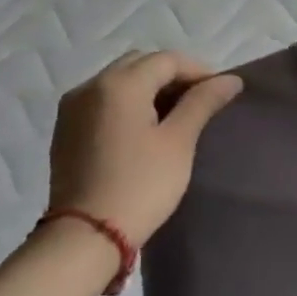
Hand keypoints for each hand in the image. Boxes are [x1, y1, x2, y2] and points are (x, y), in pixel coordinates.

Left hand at [48, 52, 243, 245]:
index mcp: (119, 85)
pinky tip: (146, 128)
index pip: (167, 60)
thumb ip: (203, 103)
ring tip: (176, 116)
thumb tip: (230, 79)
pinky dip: (129, 103)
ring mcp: (72, 109)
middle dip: (173, 76)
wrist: (86, 235)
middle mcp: (90, 87)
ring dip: (150, 88)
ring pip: (119, 81)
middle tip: (200, 102)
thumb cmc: (141, 184)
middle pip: (140, 64)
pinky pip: (103, 101)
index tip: (221, 93)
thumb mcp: (179, 141)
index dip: (199, 71)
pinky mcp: (66, 130)